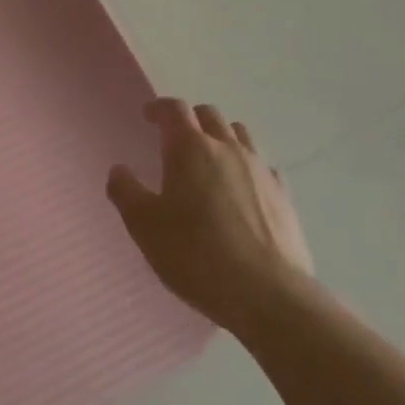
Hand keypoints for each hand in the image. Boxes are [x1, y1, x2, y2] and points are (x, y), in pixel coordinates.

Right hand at [106, 99, 313, 328]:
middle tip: (175, 138)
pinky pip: (263, 167)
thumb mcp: (144, 226)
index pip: (174, 109)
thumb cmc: (196, 254)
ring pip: (240, 135)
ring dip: (221, 137)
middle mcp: (228, 149)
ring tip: (210, 159)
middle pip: (209, 115)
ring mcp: (260, 170)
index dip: (159, 108)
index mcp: (190, 148)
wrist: (268, 295)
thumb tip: (119, 170)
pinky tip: (243, 189)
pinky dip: (248, 167)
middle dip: (190, 120)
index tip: (148, 116)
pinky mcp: (284, 197)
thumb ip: (125, 192)